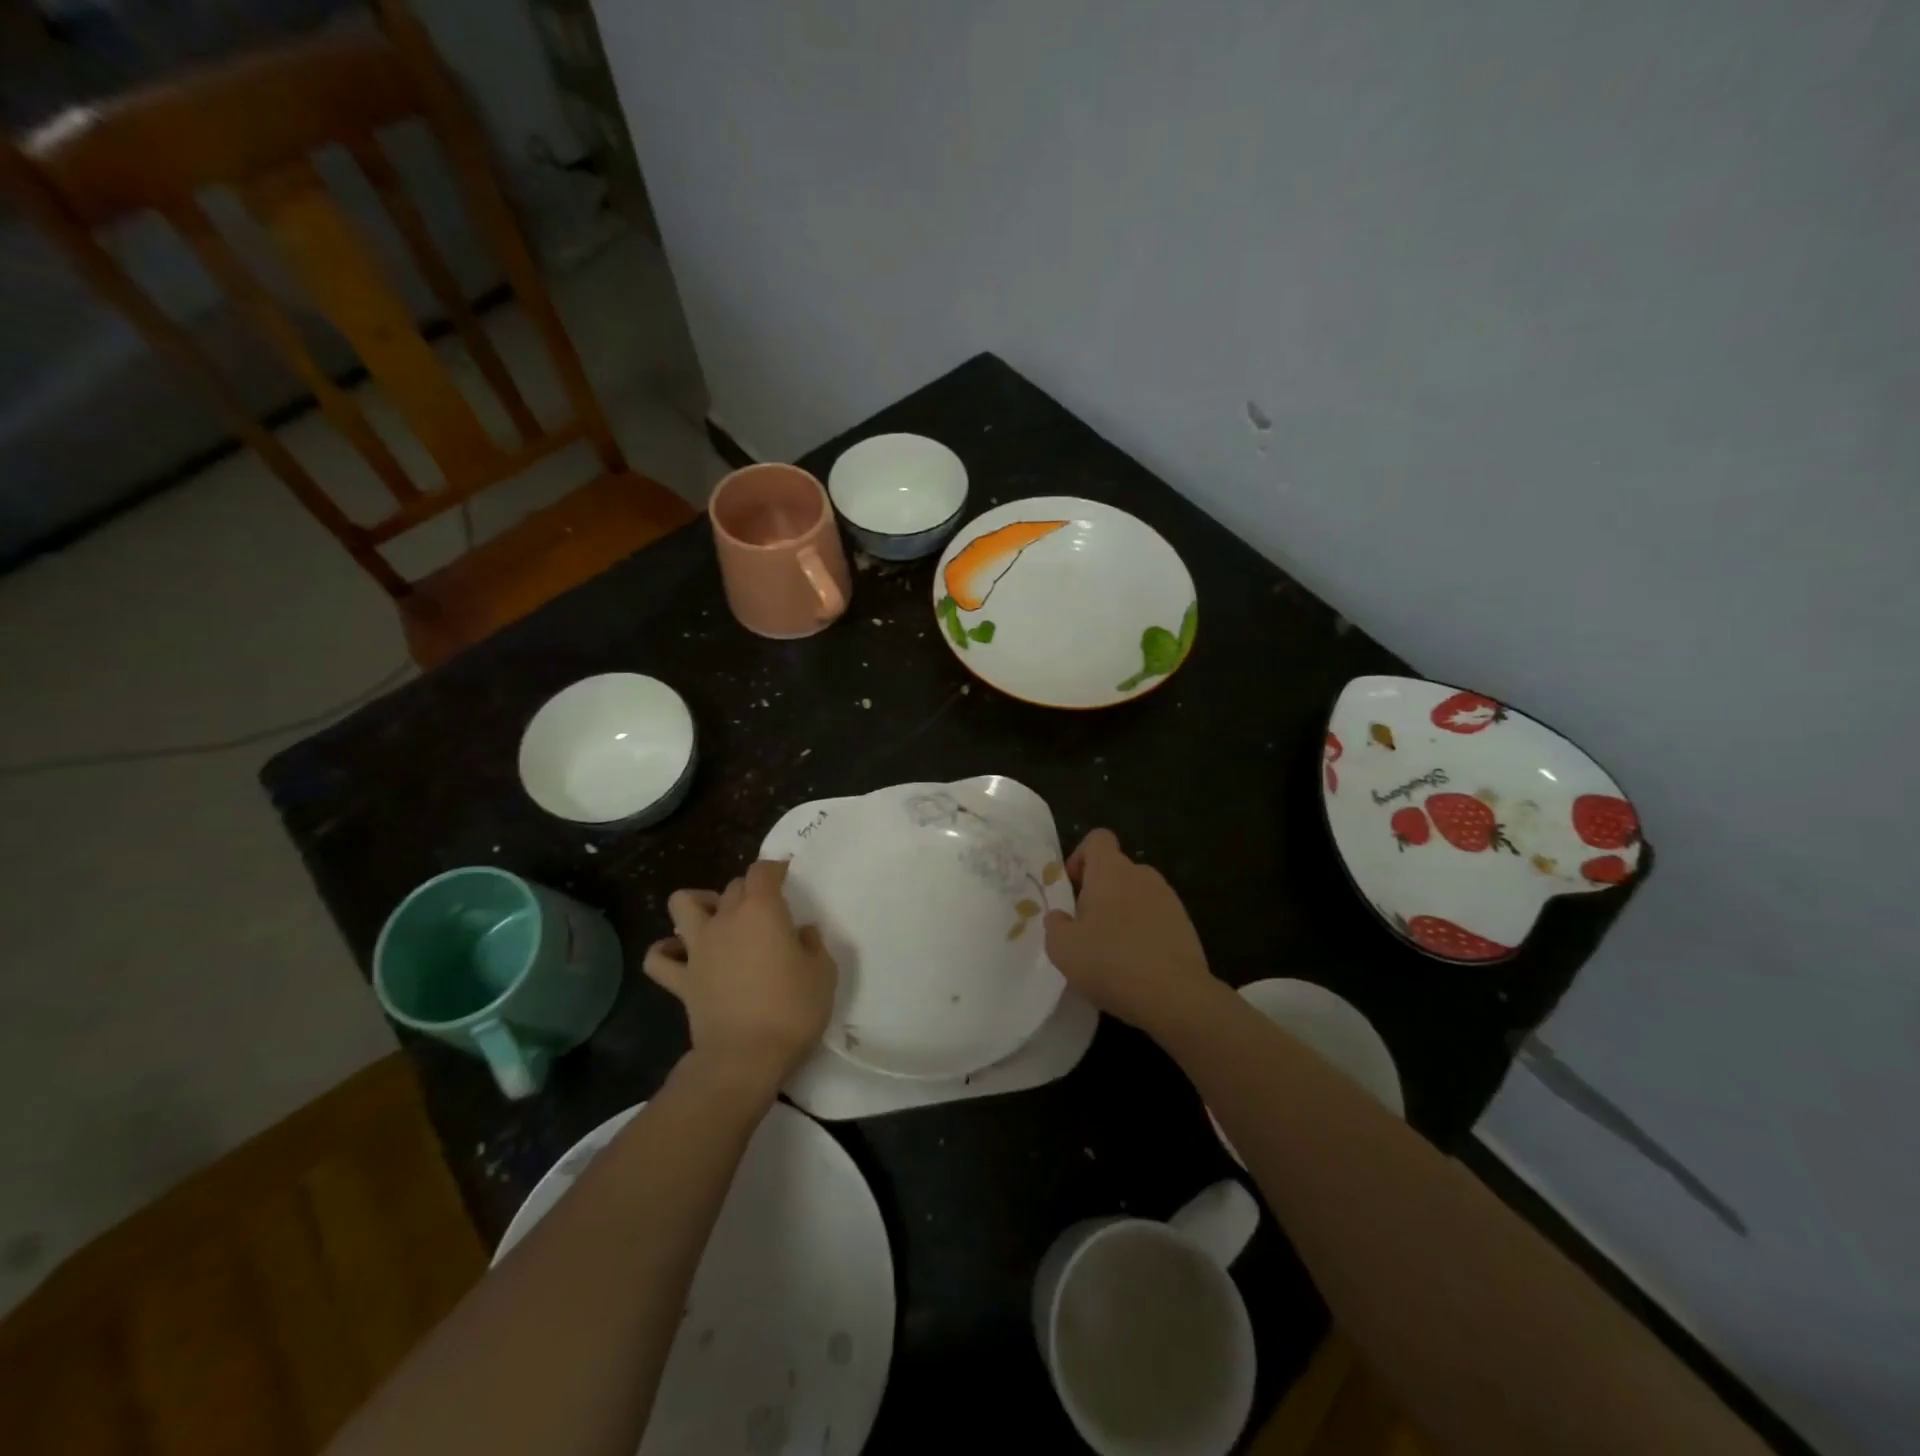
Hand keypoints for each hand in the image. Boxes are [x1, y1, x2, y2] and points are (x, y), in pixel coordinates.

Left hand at [644, 860, 836, 1097]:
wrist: (744, 1058)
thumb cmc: (792, 1010)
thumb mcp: (823, 974)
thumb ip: (813, 945)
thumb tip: (801, 933)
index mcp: (762, 911)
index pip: (763, 871)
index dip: (775, 869)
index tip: (787, 878)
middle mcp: (726, 919)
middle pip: (732, 886)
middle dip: (749, 891)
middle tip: (767, 912)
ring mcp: (698, 949)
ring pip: (682, 904)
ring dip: (699, 904)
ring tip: (717, 919)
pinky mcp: (680, 980)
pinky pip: (659, 958)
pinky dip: (667, 951)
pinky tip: (682, 956)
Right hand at [1043, 829, 1217, 1029]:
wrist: (1175, 996)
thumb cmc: (1111, 962)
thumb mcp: (1063, 948)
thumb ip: (1055, 925)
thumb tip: (1060, 917)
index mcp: (1111, 871)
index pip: (1097, 839)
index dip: (1081, 857)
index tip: (1073, 888)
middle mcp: (1142, 875)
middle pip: (1116, 870)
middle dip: (1099, 892)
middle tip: (1086, 928)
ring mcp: (1169, 900)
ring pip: (1137, 895)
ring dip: (1122, 913)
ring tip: (1112, 951)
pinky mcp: (1186, 926)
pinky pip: (1156, 919)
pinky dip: (1144, 933)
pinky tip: (1136, 965)